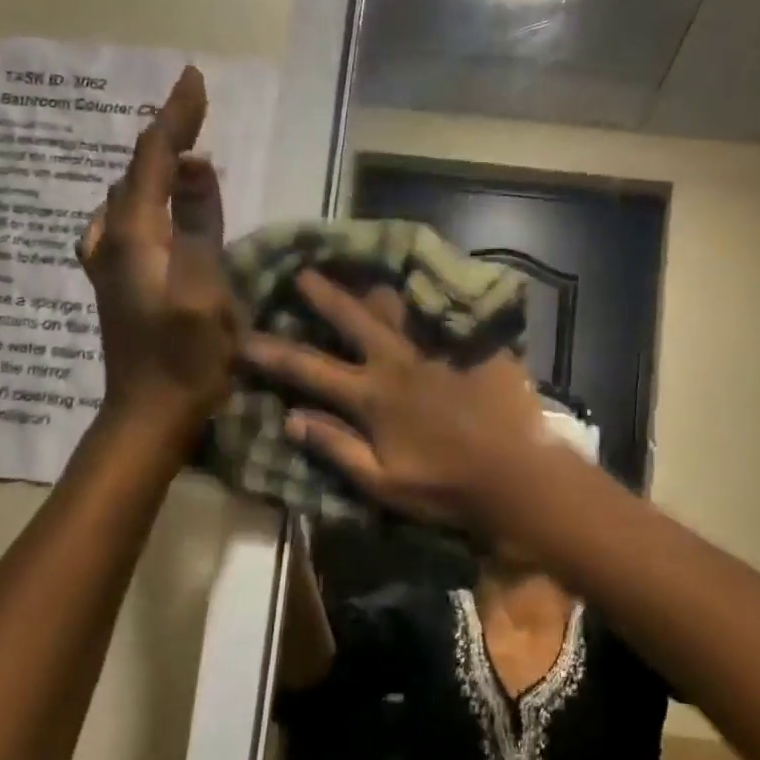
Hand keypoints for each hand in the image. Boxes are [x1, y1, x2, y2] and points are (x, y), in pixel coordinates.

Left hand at [76, 65, 237, 427]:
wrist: (148, 414)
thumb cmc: (185, 358)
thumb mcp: (204, 291)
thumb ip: (199, 226)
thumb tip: (196, 165)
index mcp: (134, 235)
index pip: (153, 157)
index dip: (176, 116)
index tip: (194, 77)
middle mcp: (112, 238)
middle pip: (136, 170)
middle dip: (166, 133)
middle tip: (195, 105)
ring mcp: (109, 260)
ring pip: (130, 194)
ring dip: (155, 163)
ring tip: (181, 142)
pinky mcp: (118, 278)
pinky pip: (132, 217)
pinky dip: (149, 194)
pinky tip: (156, 202)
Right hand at [242, 272, 547, 523]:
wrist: (516, 476)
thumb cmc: (445, 487)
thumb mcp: (381, 481)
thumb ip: (335, 447)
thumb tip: (290, 418)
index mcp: (372, 397)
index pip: (309, 368)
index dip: (272, 353)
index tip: (243, 337)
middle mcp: (399, 362)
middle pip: (353, 319)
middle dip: (324, 295)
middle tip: (304, 272)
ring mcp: (438, 348)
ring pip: (399, 307)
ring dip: (377, 289)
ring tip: (365, 272)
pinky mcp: (472, 344)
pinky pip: (445, 311)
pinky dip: (430, 298)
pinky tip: (426, 285)